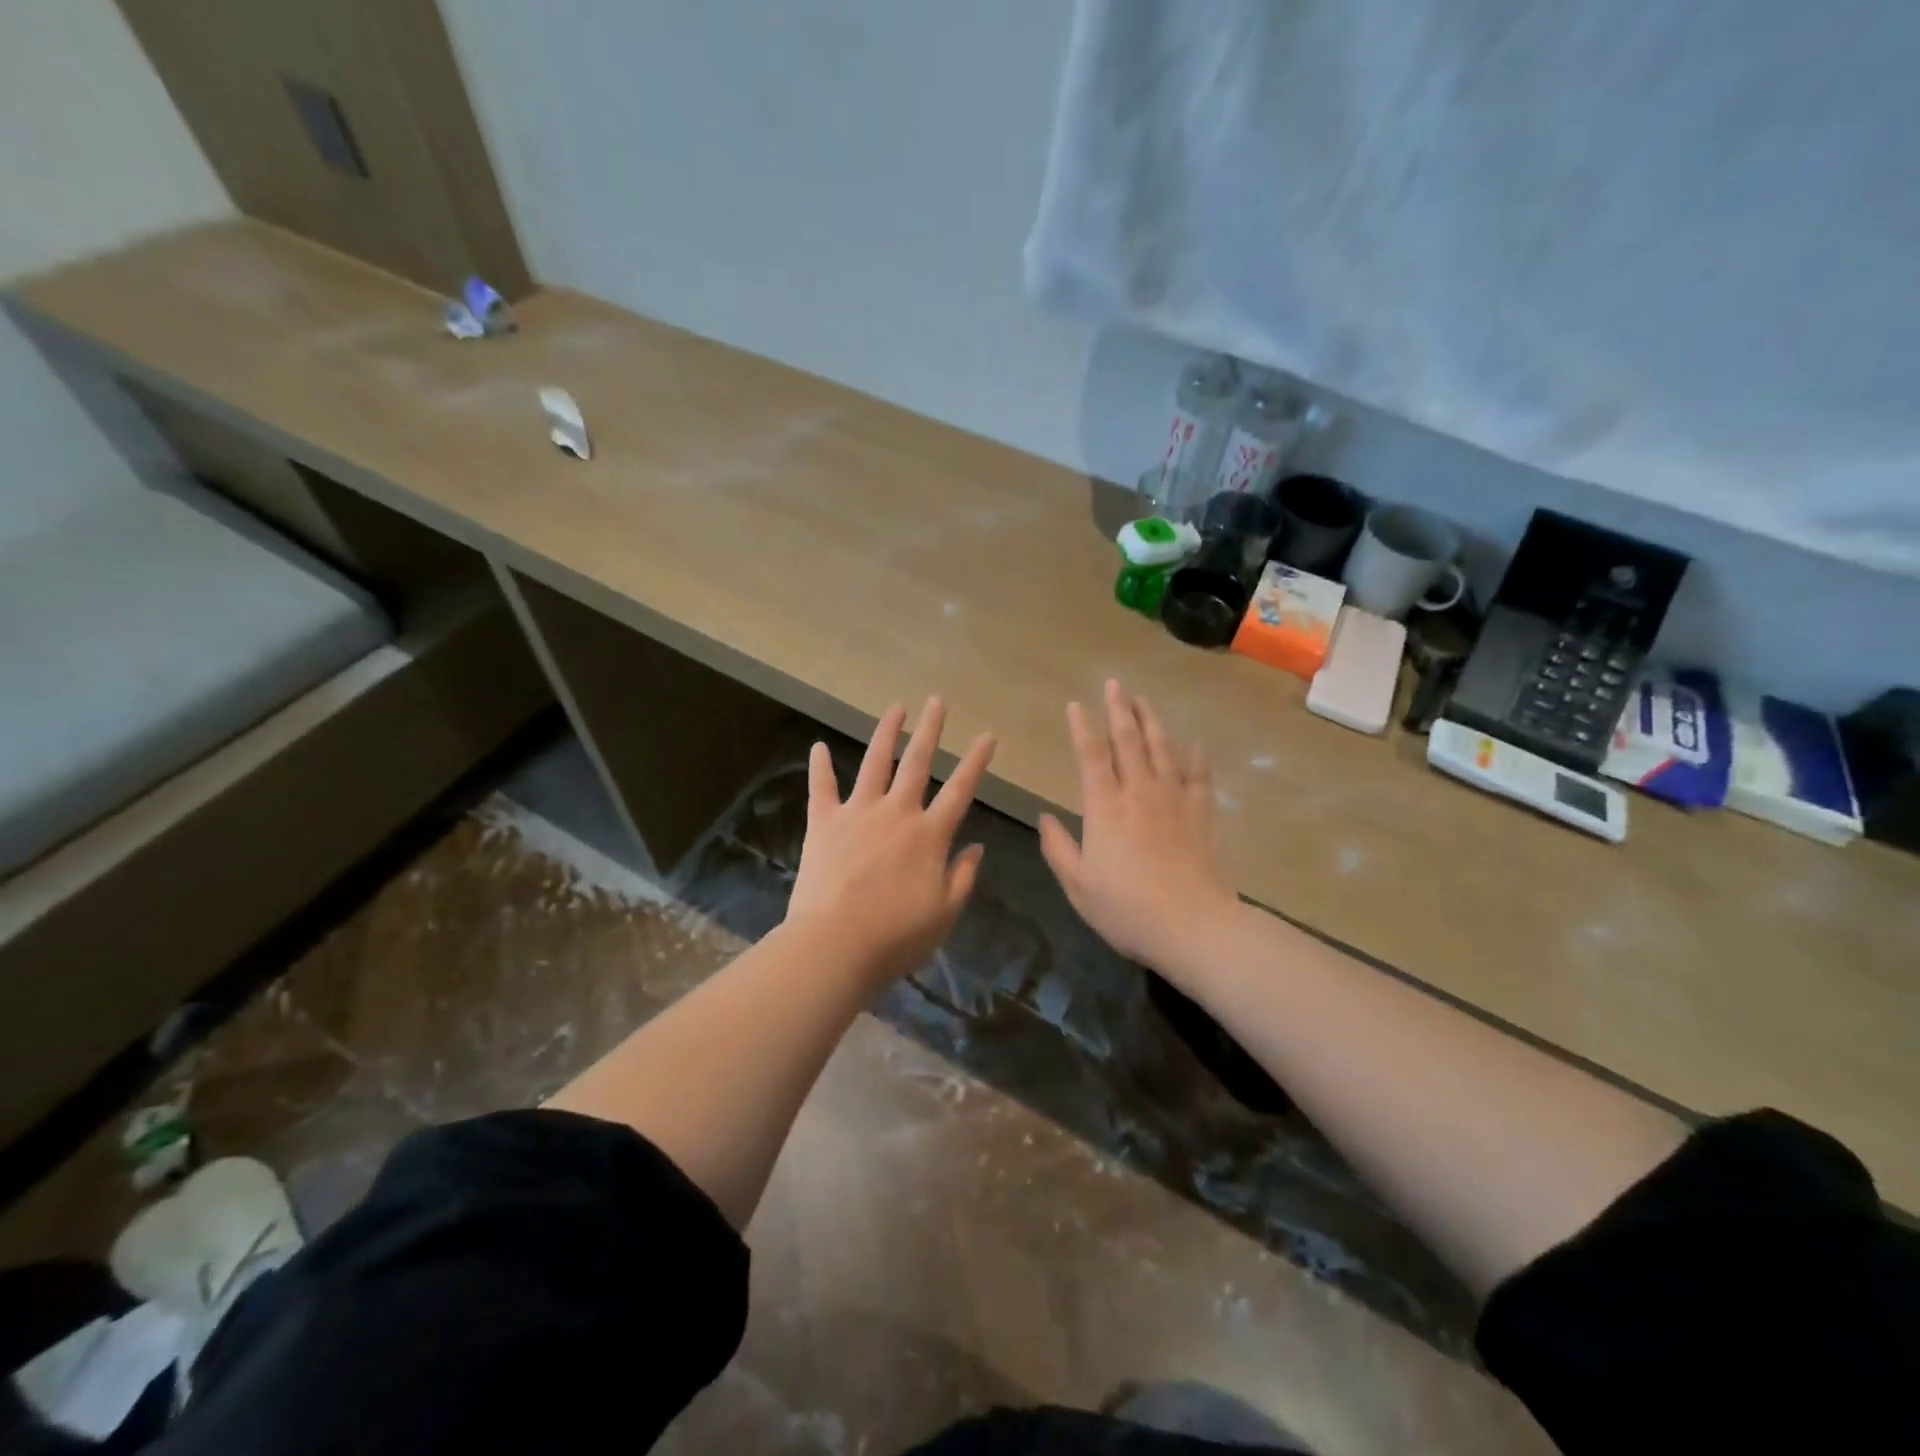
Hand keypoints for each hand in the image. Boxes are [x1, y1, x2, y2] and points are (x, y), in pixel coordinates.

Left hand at [786, 697, 995, 986]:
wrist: (835, 945)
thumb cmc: (896, 937)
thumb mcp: (945, 914)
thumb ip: (963, 876)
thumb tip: (977, 846)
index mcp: (929, 835)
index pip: (960, 790)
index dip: (976, 761)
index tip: (987, 735)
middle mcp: (897, 813)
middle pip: (917, 763)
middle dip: (930, 730)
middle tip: (938, 701)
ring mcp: (858, 813)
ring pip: (875, 763)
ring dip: (886, 734)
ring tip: (896, 708)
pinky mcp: (823, 823)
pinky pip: (822, 788)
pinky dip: (820, 766)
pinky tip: (818, 746)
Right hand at [1039, 679, 1238, 970]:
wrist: (1194, 926)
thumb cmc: (1127, 910)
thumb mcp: (1078, 886)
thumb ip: (1058, 848)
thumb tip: (1044, 816)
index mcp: (1104, 808)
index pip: (1090, 756)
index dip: (1081, 727)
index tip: (1076, 704)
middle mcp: (1139, 792)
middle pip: (1128, 740)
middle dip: (1119, 709)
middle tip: (1115, 683)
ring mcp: (1175, 798)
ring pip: (1163, 747)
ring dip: (1152, 720)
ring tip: (1144, 700)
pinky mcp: (1203, 811)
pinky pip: (1198, 773)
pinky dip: (1194, 754)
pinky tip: (1193, 741)